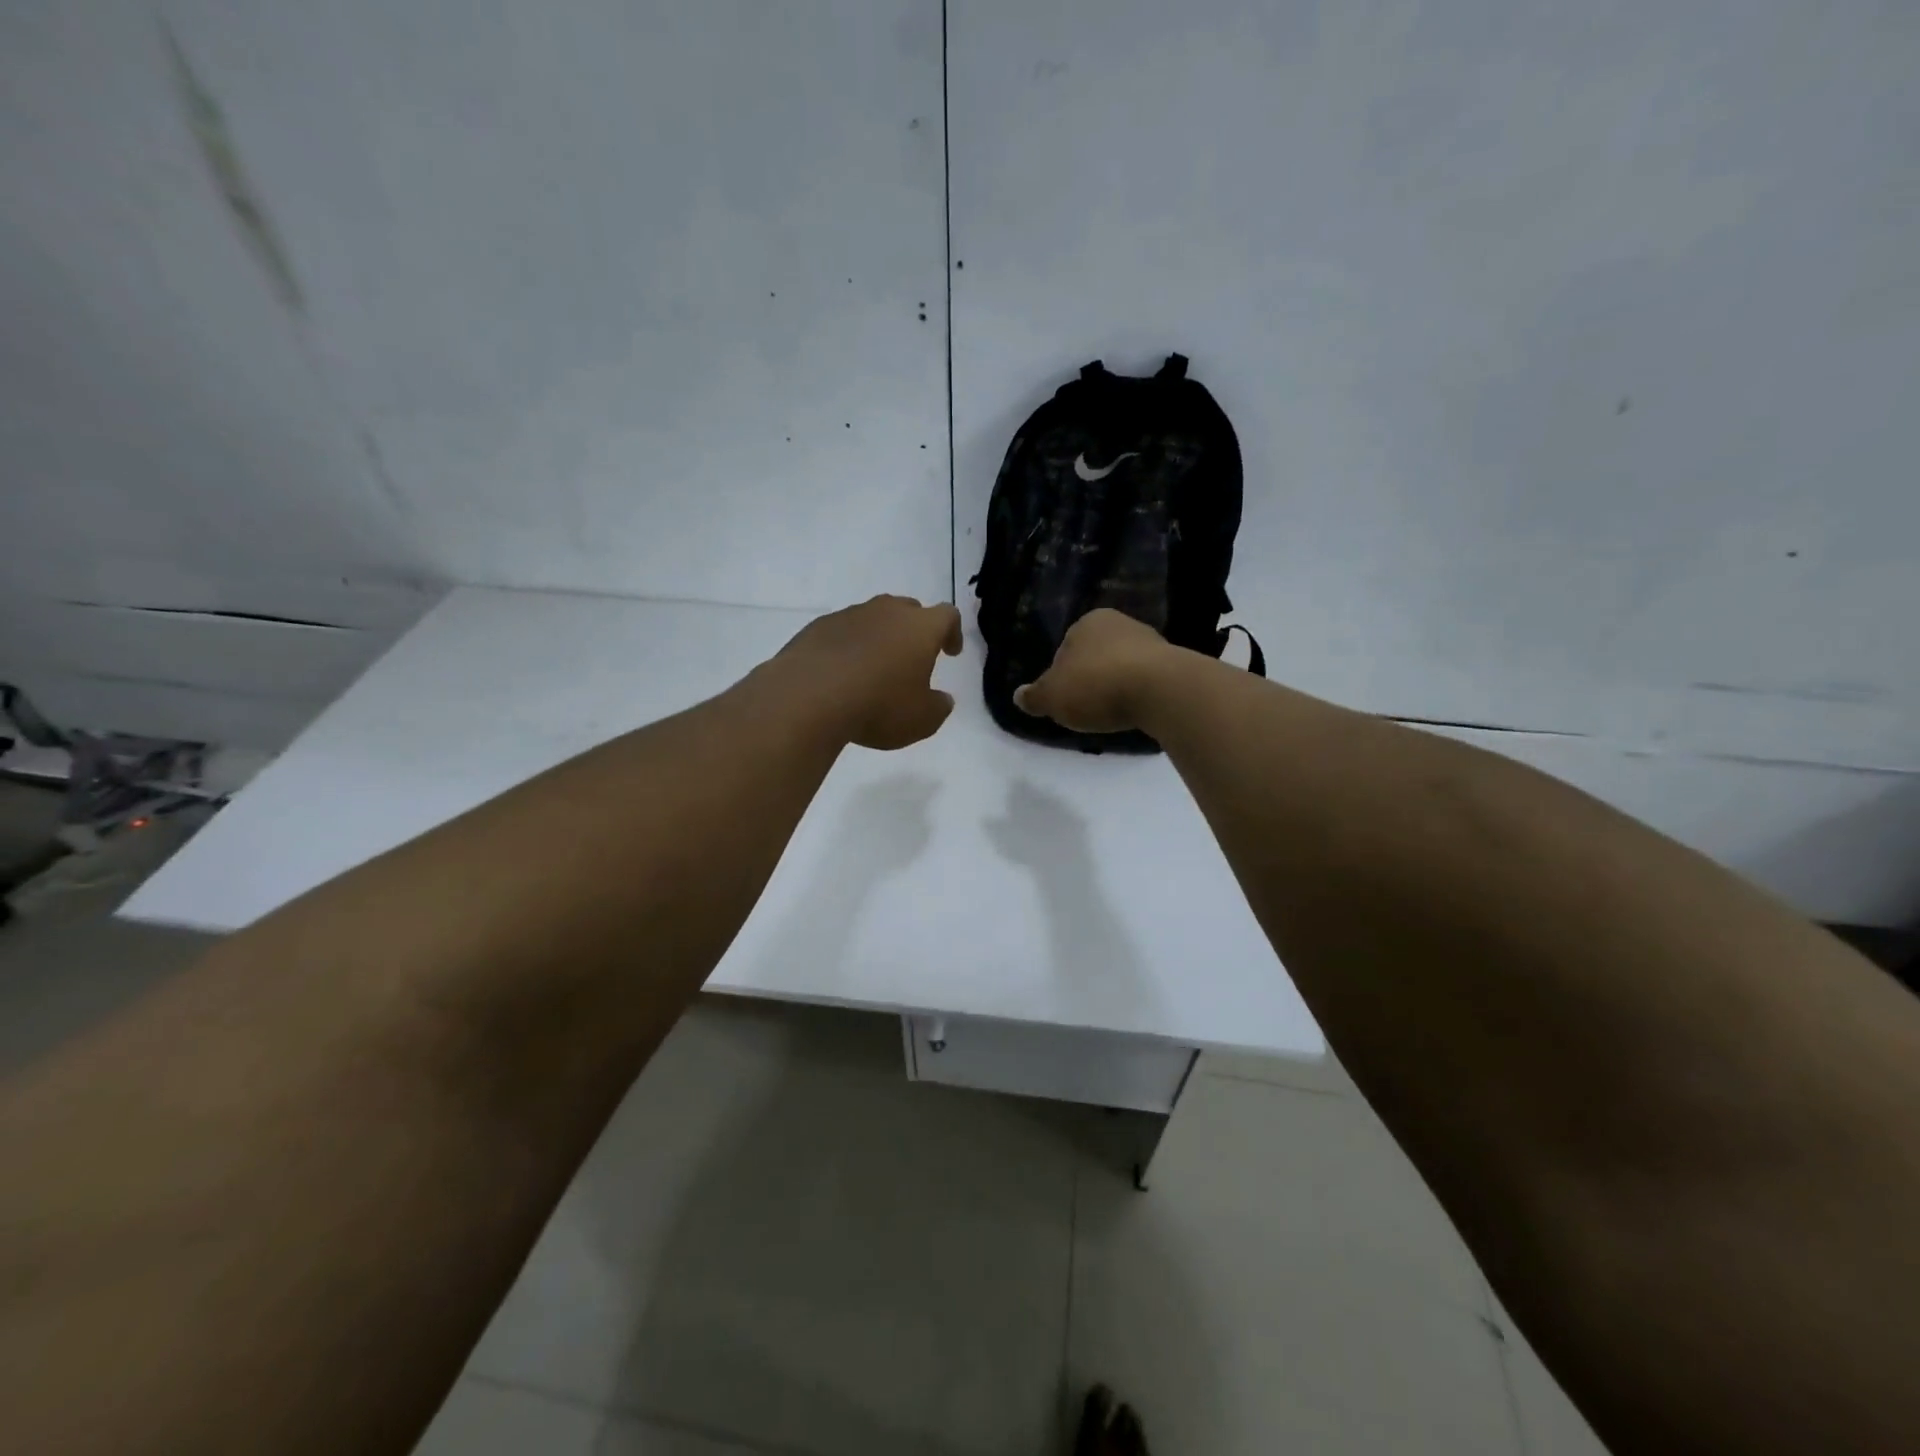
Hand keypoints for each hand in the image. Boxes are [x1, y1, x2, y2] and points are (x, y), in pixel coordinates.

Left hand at [773, 595, 963, 749]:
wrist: (808, 697)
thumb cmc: (879, 706)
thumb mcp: (922, 720)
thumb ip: (938, 707)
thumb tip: (942, 700)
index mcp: (920, 628)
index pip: (947, 616)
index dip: (952, 633)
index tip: (950, 652)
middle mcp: (887, 612)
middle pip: (909, 610)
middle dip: (915, 630)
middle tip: (913, 657)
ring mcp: (849, 615)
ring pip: (873, 618)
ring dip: (879, 638)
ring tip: (874, 668)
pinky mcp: (818, 627)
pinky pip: (842, 632)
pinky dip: (848, 647)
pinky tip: (842, 673)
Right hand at [1013, 608, 1175, 734]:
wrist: (1160, 690)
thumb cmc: (1096, 686)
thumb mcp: (1053, 697)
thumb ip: (1035, 697)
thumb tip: (1018, 696)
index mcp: (1087, 622)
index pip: (1066, 647)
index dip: (1062, 675)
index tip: (1064, 698)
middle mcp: (1119, 623)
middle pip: (1096, 655)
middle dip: (1091, 678)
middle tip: (1086, 707)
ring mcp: (1150, 641)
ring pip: (1122, 666)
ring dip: (1116, 686)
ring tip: (1112, 713)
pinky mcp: (1174, 663)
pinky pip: (1146, 680)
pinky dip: (1138, 694)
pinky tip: (1135, 711)